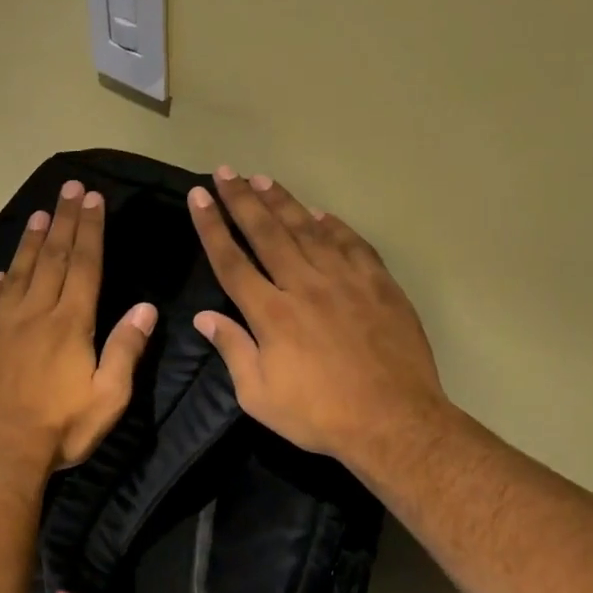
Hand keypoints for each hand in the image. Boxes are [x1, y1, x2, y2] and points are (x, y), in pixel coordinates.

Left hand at [0, 180, 157, 485]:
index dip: (90, 230)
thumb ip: (126, 349)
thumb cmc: (60, 429)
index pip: (84, 265)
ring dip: (30, 241)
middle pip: (51, 258)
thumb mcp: (109, 397)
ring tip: (39, 214)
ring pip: (18, 273)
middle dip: (64, 221)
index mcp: (70, 323)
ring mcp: (0, 326)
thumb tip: (147, 307)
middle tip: (70, 188)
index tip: (93, 199)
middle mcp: (34, 313)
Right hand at [188, 166, 449, 477]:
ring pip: (308, 229)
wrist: (394, 420)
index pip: (232, 260)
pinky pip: (352, 244)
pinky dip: (334, 225)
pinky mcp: (379, 285)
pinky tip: (320, 213)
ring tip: (263, 179)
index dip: (212, 226)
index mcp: (271, 313)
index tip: (199, 196)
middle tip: (226, 171)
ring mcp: (345, 280)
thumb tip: (204, 317)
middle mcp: (304, 285)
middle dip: (242, 199)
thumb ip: (233, 350)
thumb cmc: (318, 414)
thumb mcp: (259, 395)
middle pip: (266, 233)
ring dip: (283, 202)